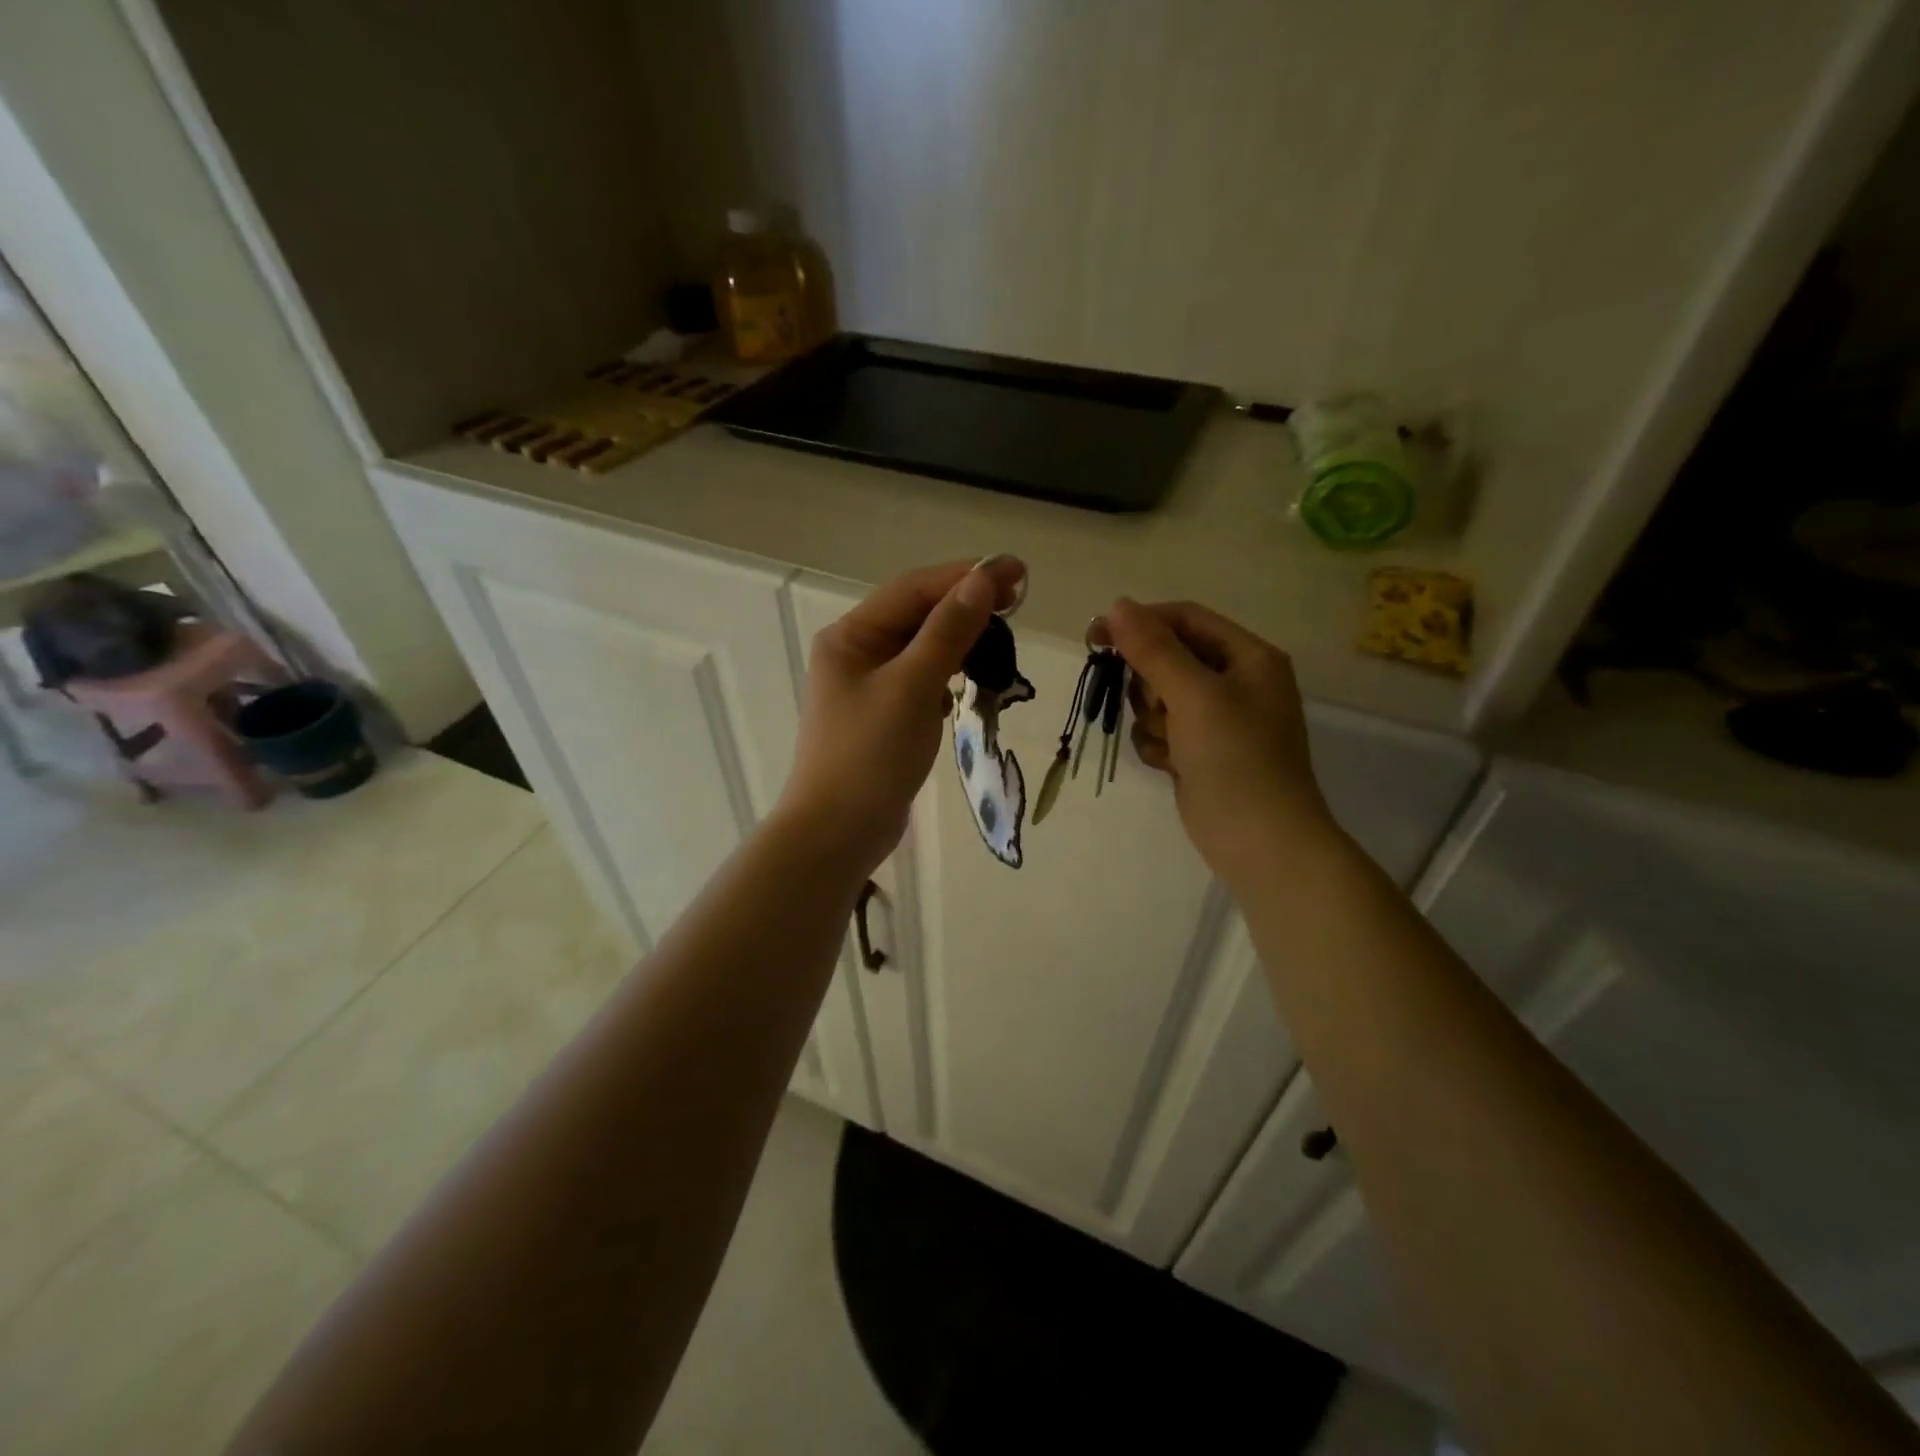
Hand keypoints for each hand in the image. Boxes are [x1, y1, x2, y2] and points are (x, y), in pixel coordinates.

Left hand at [778, 557, 1026, 877]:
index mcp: (851, 636)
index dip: (966, 576)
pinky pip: (922, 681)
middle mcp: (857, 652)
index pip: (914, 589)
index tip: (1015, 571)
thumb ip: (948, 632)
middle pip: (918, 615)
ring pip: (923, 648)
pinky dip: (949, 676)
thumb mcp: (911, 687)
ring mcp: (869, 686)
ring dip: (961, 641)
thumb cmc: (869, 755)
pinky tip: (970, 684)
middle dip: (966, 606)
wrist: (838, 833)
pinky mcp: (884, 716)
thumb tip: (983, 580)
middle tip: (1018, 602)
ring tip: (1002, 641)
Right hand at [1103, 598, 1339, 881]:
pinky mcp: (1198, 751)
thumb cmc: (1236, 760)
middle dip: (1150, 684)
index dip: (1141, 622)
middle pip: (1167, 658)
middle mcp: (1235, 682)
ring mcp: (1216, 720)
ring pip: (1157, 697)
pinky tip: (1171, 766)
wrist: (1260, 843)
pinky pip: (1159, 730)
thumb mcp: (1195, 697)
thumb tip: (1117, 604)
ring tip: (1172, 745)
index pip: (1185, 619)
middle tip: (1158, 708)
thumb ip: (1154, 650)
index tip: (1095, 637)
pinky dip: (1156, 745)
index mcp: (1248, 657)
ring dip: (1152, 719)